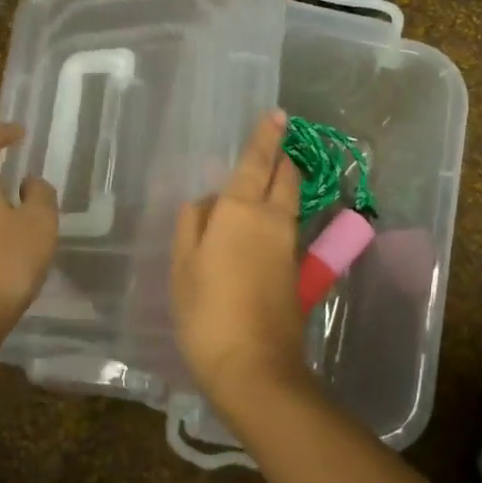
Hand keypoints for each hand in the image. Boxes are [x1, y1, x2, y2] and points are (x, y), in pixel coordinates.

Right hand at [172, 109, 310, 409]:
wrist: (255, 367)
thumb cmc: (207, 312)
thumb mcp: (184, 266)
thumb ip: (192, 225)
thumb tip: (205, 201)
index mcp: (241, 210)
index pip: (258, 161)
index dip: (267, 136)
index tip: (278, 114)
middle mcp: (273, 220)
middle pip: (286, 177)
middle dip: (282, 158)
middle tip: (272, 146)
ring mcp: (290, 247)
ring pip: (290, 203)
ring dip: (282, 186)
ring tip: (262, 183)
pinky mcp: (297, 272)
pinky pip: (288, 228)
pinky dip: (279, 215)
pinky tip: (259, 228)